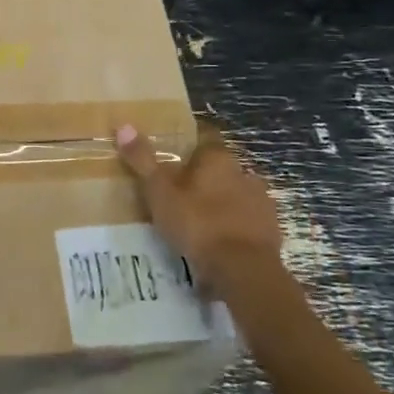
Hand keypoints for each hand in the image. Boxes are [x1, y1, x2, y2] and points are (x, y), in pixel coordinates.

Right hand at [115, 124, 285, 292]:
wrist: (244, 269)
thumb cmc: (197, 223)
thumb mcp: (159, 191)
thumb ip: (142, 160)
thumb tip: (123, 125)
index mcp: (217, 158)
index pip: (204, 138)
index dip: (189, 145)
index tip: (172, 157)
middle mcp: (243, 172)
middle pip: (220, 168)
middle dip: (203, 178)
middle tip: (179, 194)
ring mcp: (261, 201)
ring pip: (235, 194)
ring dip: (220, 202)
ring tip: (198, 221)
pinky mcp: (270, 229)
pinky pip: (246, 221)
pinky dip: (233, 227)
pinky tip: (218, 243)